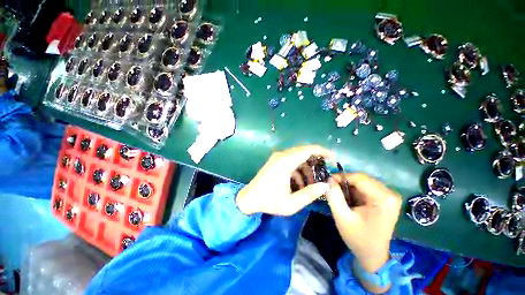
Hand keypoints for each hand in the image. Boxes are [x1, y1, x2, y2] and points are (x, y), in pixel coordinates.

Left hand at [236, 145, 333, 215]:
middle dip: (316, 159)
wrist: (249, 198)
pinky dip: (298, 169)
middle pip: (303, 151)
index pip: (307, 150)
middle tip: (325, 170)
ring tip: (312, 182)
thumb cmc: (269, 201)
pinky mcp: (275, 161)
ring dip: (307, 167)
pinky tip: (300, 183)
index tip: (333, 157)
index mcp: (285, 162)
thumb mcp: (291, 203)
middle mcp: (281, 156)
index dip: (322, 151)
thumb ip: (310, 194)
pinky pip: (291, 160)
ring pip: (298, 156)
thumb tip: (326, 185)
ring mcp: (277, 157)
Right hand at [326, 173, 401, 272]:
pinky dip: (354, 191)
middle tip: (331, 188)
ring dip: (348, 186)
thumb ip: (334, 196)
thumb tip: (328, 180)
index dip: (341, 177)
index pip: (359, 178)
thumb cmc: (358, 238)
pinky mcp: (385, 199)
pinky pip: (366, 187)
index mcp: (383, 198)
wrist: (373, 255)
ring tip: (338, 195)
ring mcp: (389, 196)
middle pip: (362, 179)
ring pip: (363, 182)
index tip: (327, 181)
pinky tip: (348, 199)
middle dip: (344, 182)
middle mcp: (390, 193)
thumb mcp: (342, 217)